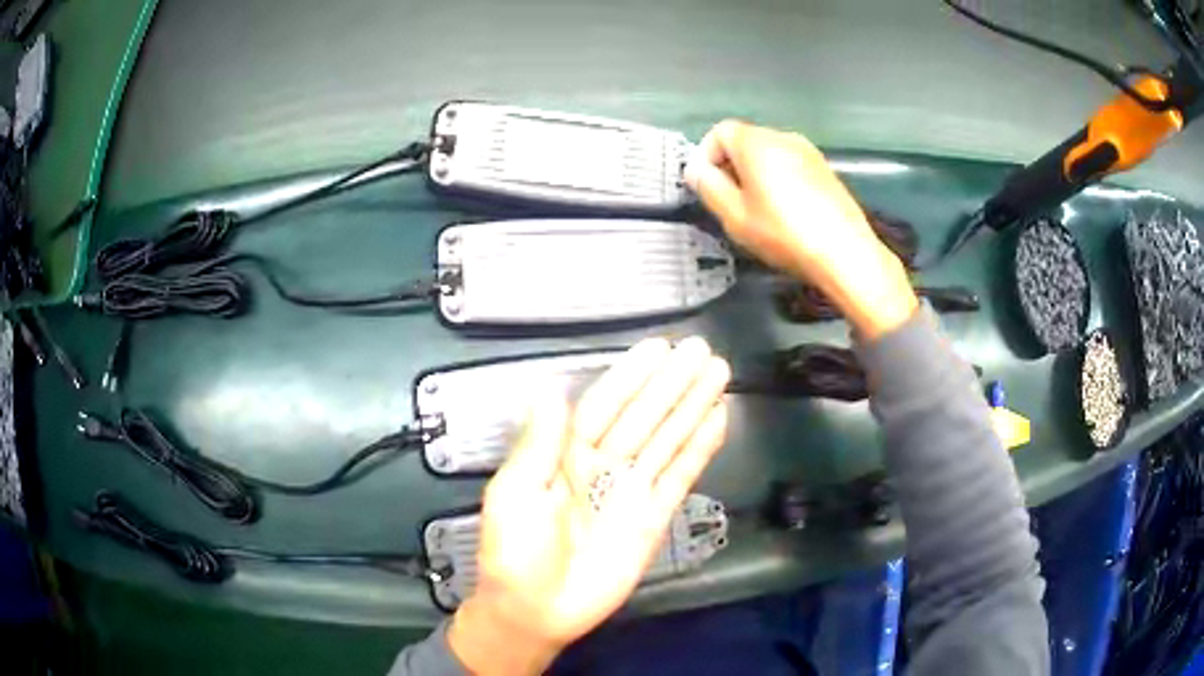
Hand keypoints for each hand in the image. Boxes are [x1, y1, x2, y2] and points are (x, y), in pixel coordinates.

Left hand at [448, 338, 730, 674]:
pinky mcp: (654, 517)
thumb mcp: (515, 495)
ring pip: (668, 439)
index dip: (631, 377)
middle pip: (644, 416)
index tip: (658, 348)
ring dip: (693, 407)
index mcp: (565, 455)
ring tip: (719, 374)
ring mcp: (631, 490)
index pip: (604, 405)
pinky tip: (717, 420)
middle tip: (703, 350)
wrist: (536, 611)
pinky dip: (700, 449)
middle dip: (672, 383)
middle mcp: (603, 465)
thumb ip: (539, 444)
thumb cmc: (515, 553)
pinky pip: (680, 476)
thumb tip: (551, 389)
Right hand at [686, 120, 917, 339]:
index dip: (705, 156)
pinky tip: (786, 213)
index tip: (706, 186)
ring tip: (758, 211)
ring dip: (755, 175)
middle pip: (745, 141)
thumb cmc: (785, 234)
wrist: (846, 253)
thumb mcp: (735, 216)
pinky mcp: (825, 170)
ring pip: (769, 154)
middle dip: (730, 166)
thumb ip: (709, 187)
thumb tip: (696, 170)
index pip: (719, 132)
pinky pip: (790, 165)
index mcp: (756, 143)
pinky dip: (779, 180)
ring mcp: (809, 152)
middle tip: (729, 203)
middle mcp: (783, 137)